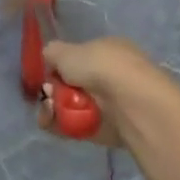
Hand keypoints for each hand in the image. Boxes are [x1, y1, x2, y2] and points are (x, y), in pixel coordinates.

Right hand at [37, 36, 179, 147]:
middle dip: (55, 91)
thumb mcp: (67, 50)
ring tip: (49, 111)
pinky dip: (63, 126)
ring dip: (55, 109)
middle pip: (73, 84)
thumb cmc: (102, 67)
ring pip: (73, 106)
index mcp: (108, 50)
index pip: (79, 57)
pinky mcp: (109, 130)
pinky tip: (53, 123)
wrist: (131, 104)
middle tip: (49, 95)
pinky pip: (78, 126)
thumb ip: (52, 52)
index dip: (60, 66)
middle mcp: (112, 75)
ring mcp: (112, 103)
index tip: (48, 75)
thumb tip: (48, 57)